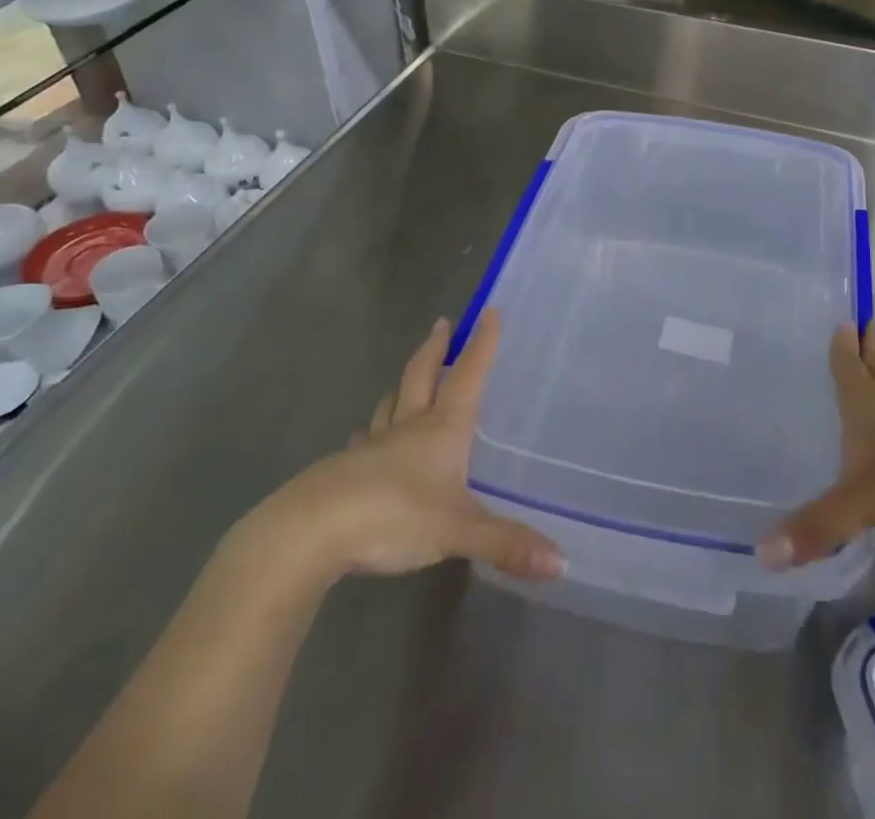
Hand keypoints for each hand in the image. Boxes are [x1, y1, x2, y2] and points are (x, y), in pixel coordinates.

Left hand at [238, 311, 563, 584]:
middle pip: (422, 375)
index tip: (490, 310)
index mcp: (441, 429)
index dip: (482, 344)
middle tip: (441, 324)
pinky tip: (365, 439)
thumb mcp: (458, 530)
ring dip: (403, 385)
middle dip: (436, 348)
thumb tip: (562, 563)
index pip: (468, 375)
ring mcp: (372, 446)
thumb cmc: (394, 515)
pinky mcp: (344, 469)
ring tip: (406, 377)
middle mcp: (408, 427)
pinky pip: (364, 440)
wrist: (311, 530)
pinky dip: (372, 431)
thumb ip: (507, 544)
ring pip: (391, 404)